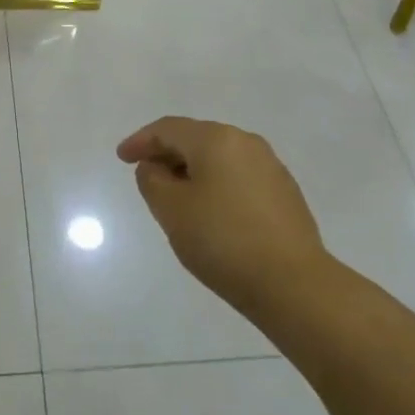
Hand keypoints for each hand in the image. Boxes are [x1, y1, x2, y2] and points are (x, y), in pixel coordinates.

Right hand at [117, 117, 329, 317]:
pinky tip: (211, 211)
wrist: (293, 284)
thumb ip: (152, 180)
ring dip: (193, 170)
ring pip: (219, 158)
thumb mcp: (171, 211)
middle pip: (196, 138)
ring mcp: (270, 166)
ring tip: (176, 196)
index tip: (122, 157)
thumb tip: (156, 167)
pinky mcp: (285, 192)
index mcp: (216, 139)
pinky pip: (239, 176)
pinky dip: (217, 184)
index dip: (141, 140)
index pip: (168, 129)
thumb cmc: (222, 241)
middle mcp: (246, 142)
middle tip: (146, 175)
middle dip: (168, 154)